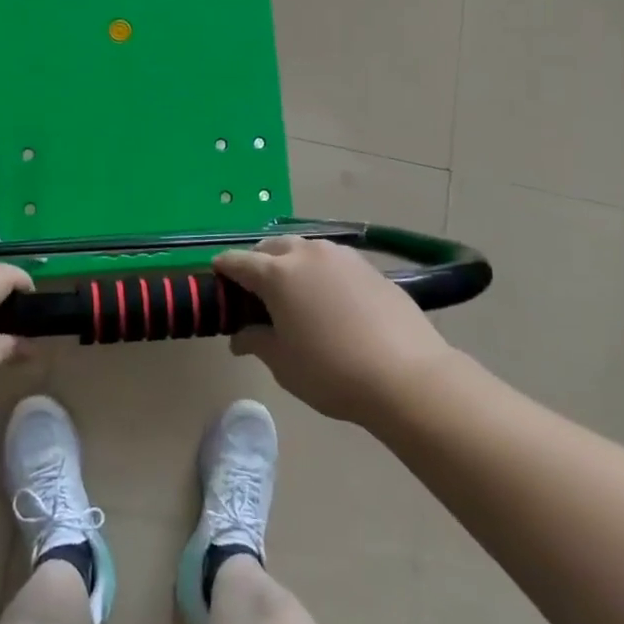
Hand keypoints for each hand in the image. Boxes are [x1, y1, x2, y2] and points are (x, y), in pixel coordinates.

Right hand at [216, 237, 450, 427]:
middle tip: (256, 290)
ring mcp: (342, 257)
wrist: (406, 375)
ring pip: (305, 250)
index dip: (224, 269)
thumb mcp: (284, 364)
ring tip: (294, 292)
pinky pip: (333, 262)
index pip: (239, 262)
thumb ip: (257, 342)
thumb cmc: (331, 371)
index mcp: (277, 274)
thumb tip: (241, 338)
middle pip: (272, 247)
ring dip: (291, 263)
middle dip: (258, 262)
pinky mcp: (370, 267)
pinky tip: (330, 299)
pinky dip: (321, 273)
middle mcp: (307, 254)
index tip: (217, 277)